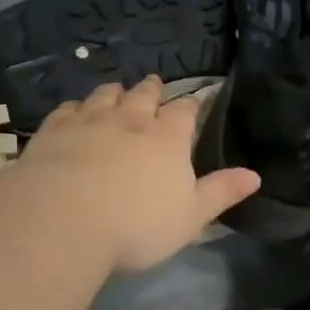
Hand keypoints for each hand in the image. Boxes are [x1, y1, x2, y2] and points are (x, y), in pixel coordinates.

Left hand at [21, 77, 259, 271]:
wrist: (66, 219)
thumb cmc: (137, 224)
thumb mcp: (190, 217)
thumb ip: (221, 193)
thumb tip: (255, 175)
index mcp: (168, 138)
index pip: (185, 112)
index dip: (190, 106)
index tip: (192, 103)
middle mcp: (130, 120)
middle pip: (144, 95)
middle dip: (152, 89)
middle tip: (153, 84)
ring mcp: (90, 120)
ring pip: (105, 96)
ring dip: (114, 92)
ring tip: (116, 91)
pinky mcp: (55, 130)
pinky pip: (68, 109)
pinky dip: (75, 107)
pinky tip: (74, 111)